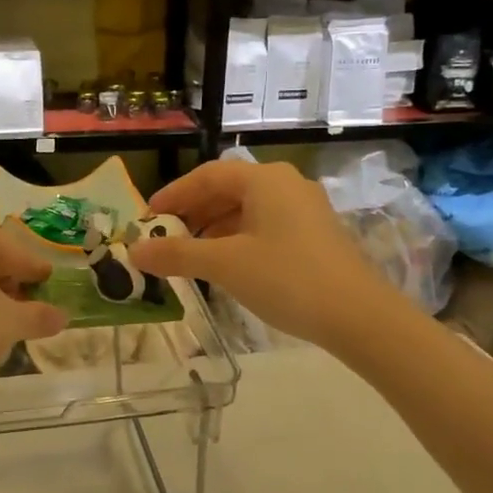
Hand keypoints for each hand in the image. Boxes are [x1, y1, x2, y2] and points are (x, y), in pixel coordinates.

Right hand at [128, 159, 397, 349]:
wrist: (358, 316)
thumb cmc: (286, 278)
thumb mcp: (224, 265)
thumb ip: (177, 254)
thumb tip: (134, 251)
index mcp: (264, 179)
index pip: (207, 176)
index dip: (174, 194)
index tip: (148, 217)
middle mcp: (286, 184)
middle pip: (228, 189)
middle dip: (193, 212)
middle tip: (166, 236)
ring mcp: (305, 209)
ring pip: (248, 209)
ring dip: (215, 227)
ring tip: (191, 254)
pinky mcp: (316, 234)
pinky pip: (266, 225)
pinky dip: (239, 238)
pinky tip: (228, 265)